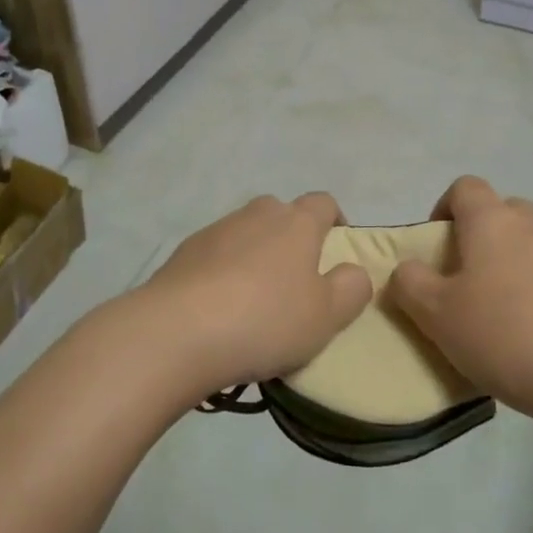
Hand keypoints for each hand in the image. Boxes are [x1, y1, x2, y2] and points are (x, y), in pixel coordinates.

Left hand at [132, 193, 372, 398]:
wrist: (178, 330)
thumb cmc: (265, 320)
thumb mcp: (326, 316)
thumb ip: (351, 289)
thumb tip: (354, 271)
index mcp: (296, 222)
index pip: (323, 203)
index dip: (335, 221)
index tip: (337, 249)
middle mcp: (257, 214)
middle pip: (281, 213)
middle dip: (291, 237)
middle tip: (296, 280)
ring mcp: (217, 229)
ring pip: (246, 233)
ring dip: (255, 255)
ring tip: (255, 300)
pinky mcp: (185, 251)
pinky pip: (216, 254)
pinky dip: (224, 271)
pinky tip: (220, 308)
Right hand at [388, 176, 532, 433]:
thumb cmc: (505, 333)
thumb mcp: (436, 313)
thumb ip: (410, 283)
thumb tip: (406, 269)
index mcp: (490, 220)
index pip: (464, 187)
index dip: (443, 208)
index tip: (434, 247)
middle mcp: (531, 225)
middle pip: (501, 212)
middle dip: (479, 237)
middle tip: (463, 279)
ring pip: (529, 244)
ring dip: (510, 265)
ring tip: (496, 313)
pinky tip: (530, 336)